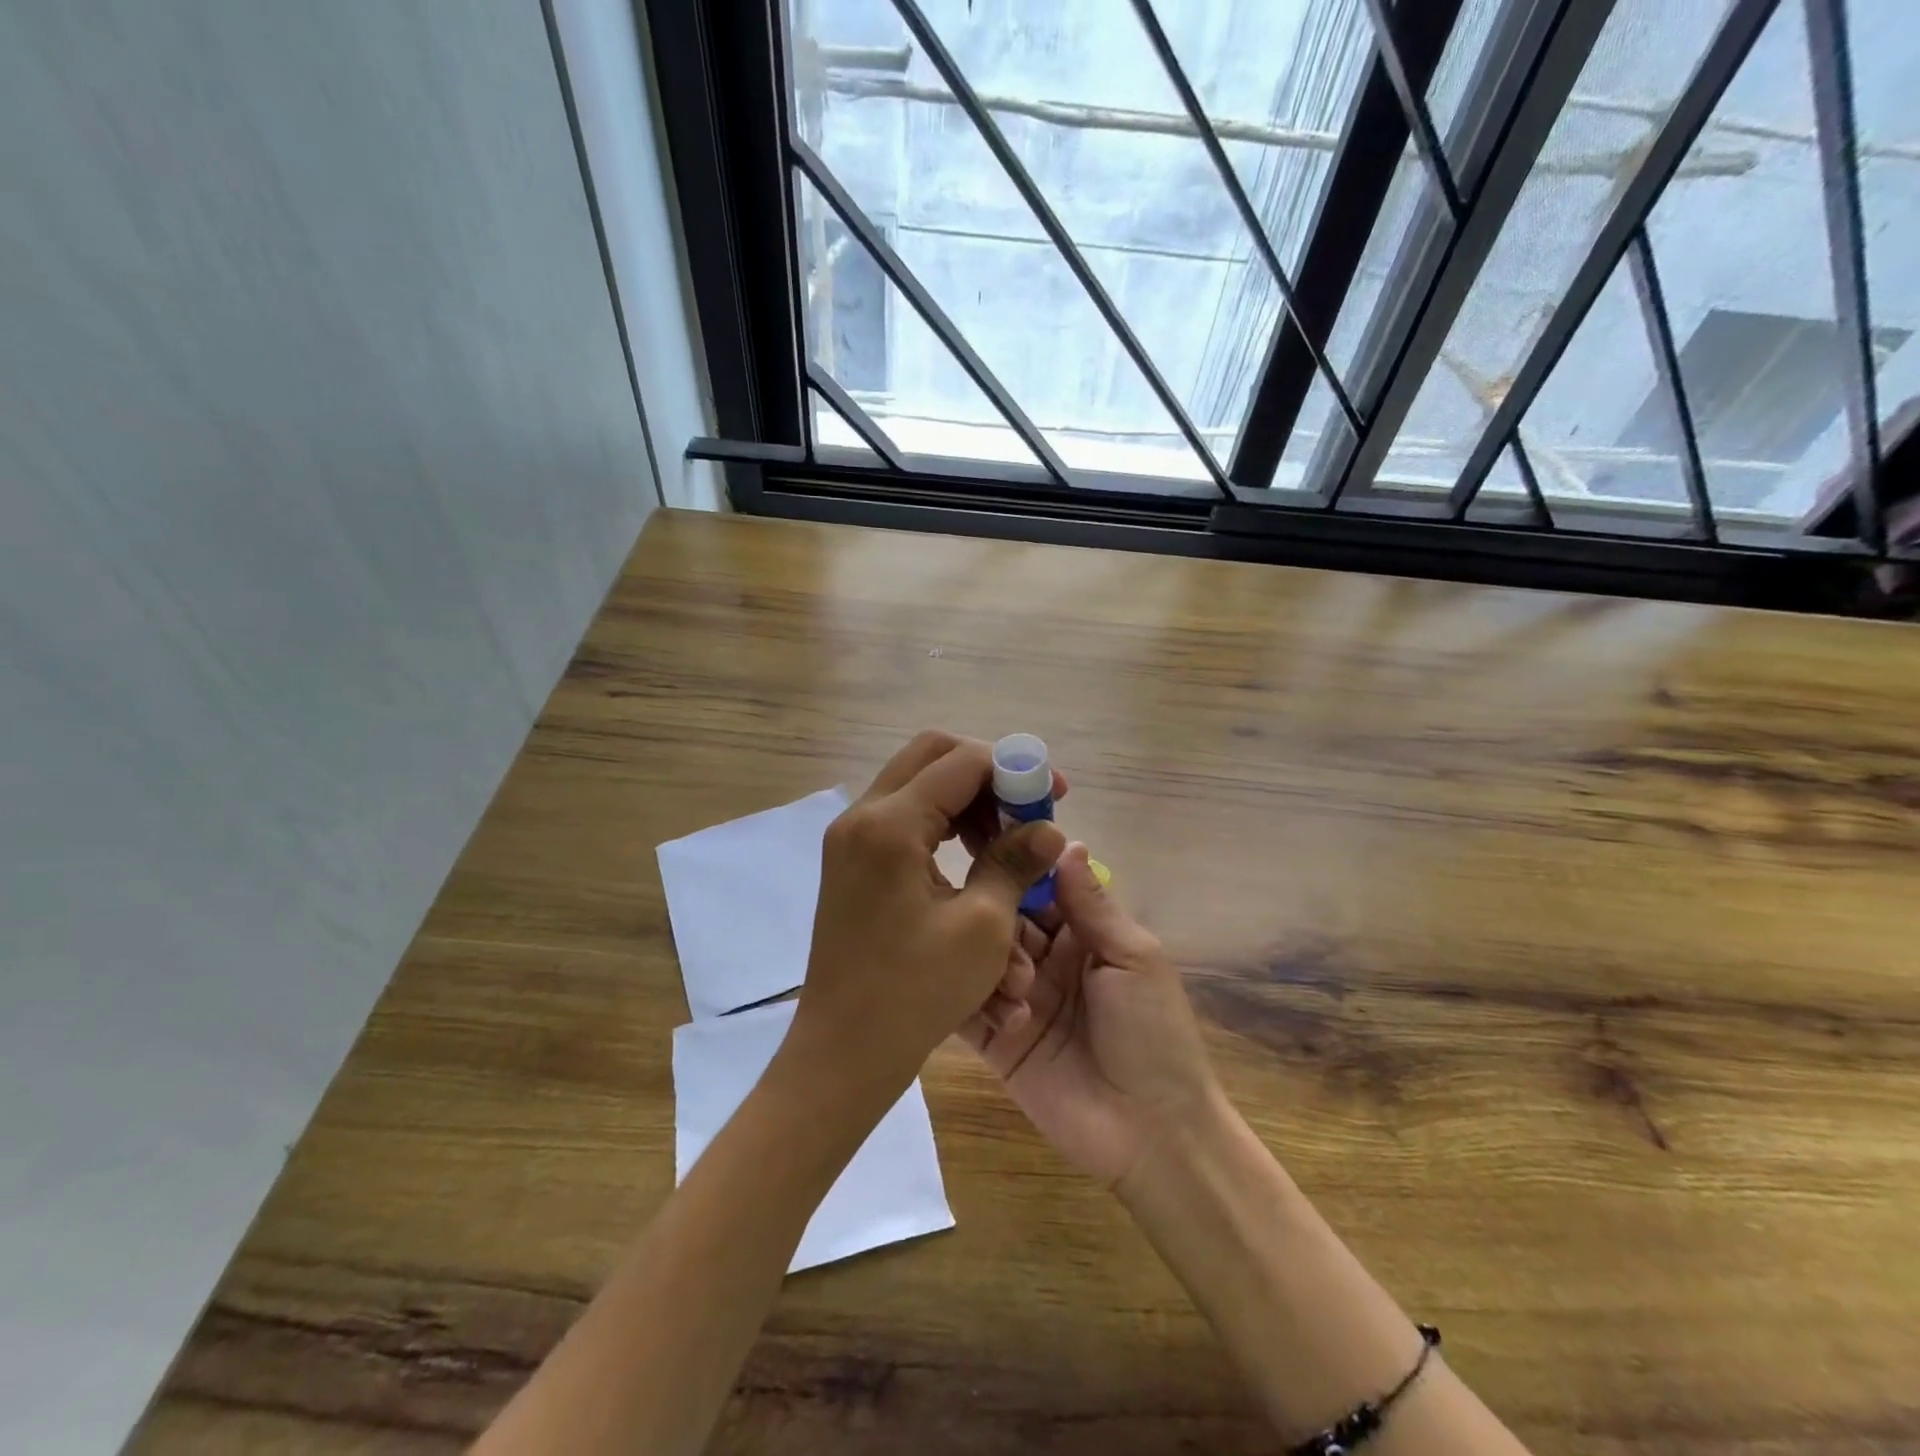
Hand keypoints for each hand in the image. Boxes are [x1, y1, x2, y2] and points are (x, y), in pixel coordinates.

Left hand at [785, 731, 1066, 1102]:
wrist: (844, 1051)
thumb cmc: (916, 992)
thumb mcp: (982, 926)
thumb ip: (1016, 862)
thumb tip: (1049, 828)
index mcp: (890, 825)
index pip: (961, 762)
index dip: (1014, 769)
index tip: (1054, 793)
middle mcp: (862, 817)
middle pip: (931, 757)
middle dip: (986, 774)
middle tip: (1025, 807)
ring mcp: (850, 839)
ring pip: (916, 786)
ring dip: (965, 801)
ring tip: (1004, 841)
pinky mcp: (851, 862)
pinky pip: (902, 819)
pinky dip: (941, 825)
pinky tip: (972, 859)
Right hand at [961, 844, 1217, 1187]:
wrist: (1152, 1134)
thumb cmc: (1154, 1035)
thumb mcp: (1133, 958)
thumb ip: (1092, 904)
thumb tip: (1065, 841)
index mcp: (1081, 935)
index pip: (1038, 888)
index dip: (1016, 868)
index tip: (985, 843)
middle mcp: (1044, 960)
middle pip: (1004, 920)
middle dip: (999, 920)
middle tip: (998, 930)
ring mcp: (1017, 999)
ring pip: (981, 959)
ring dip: (993, 966)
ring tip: (1022, 993)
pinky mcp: (995, 1040)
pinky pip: (967, 1009)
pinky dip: (971, 1002)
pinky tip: (1004, 1016)